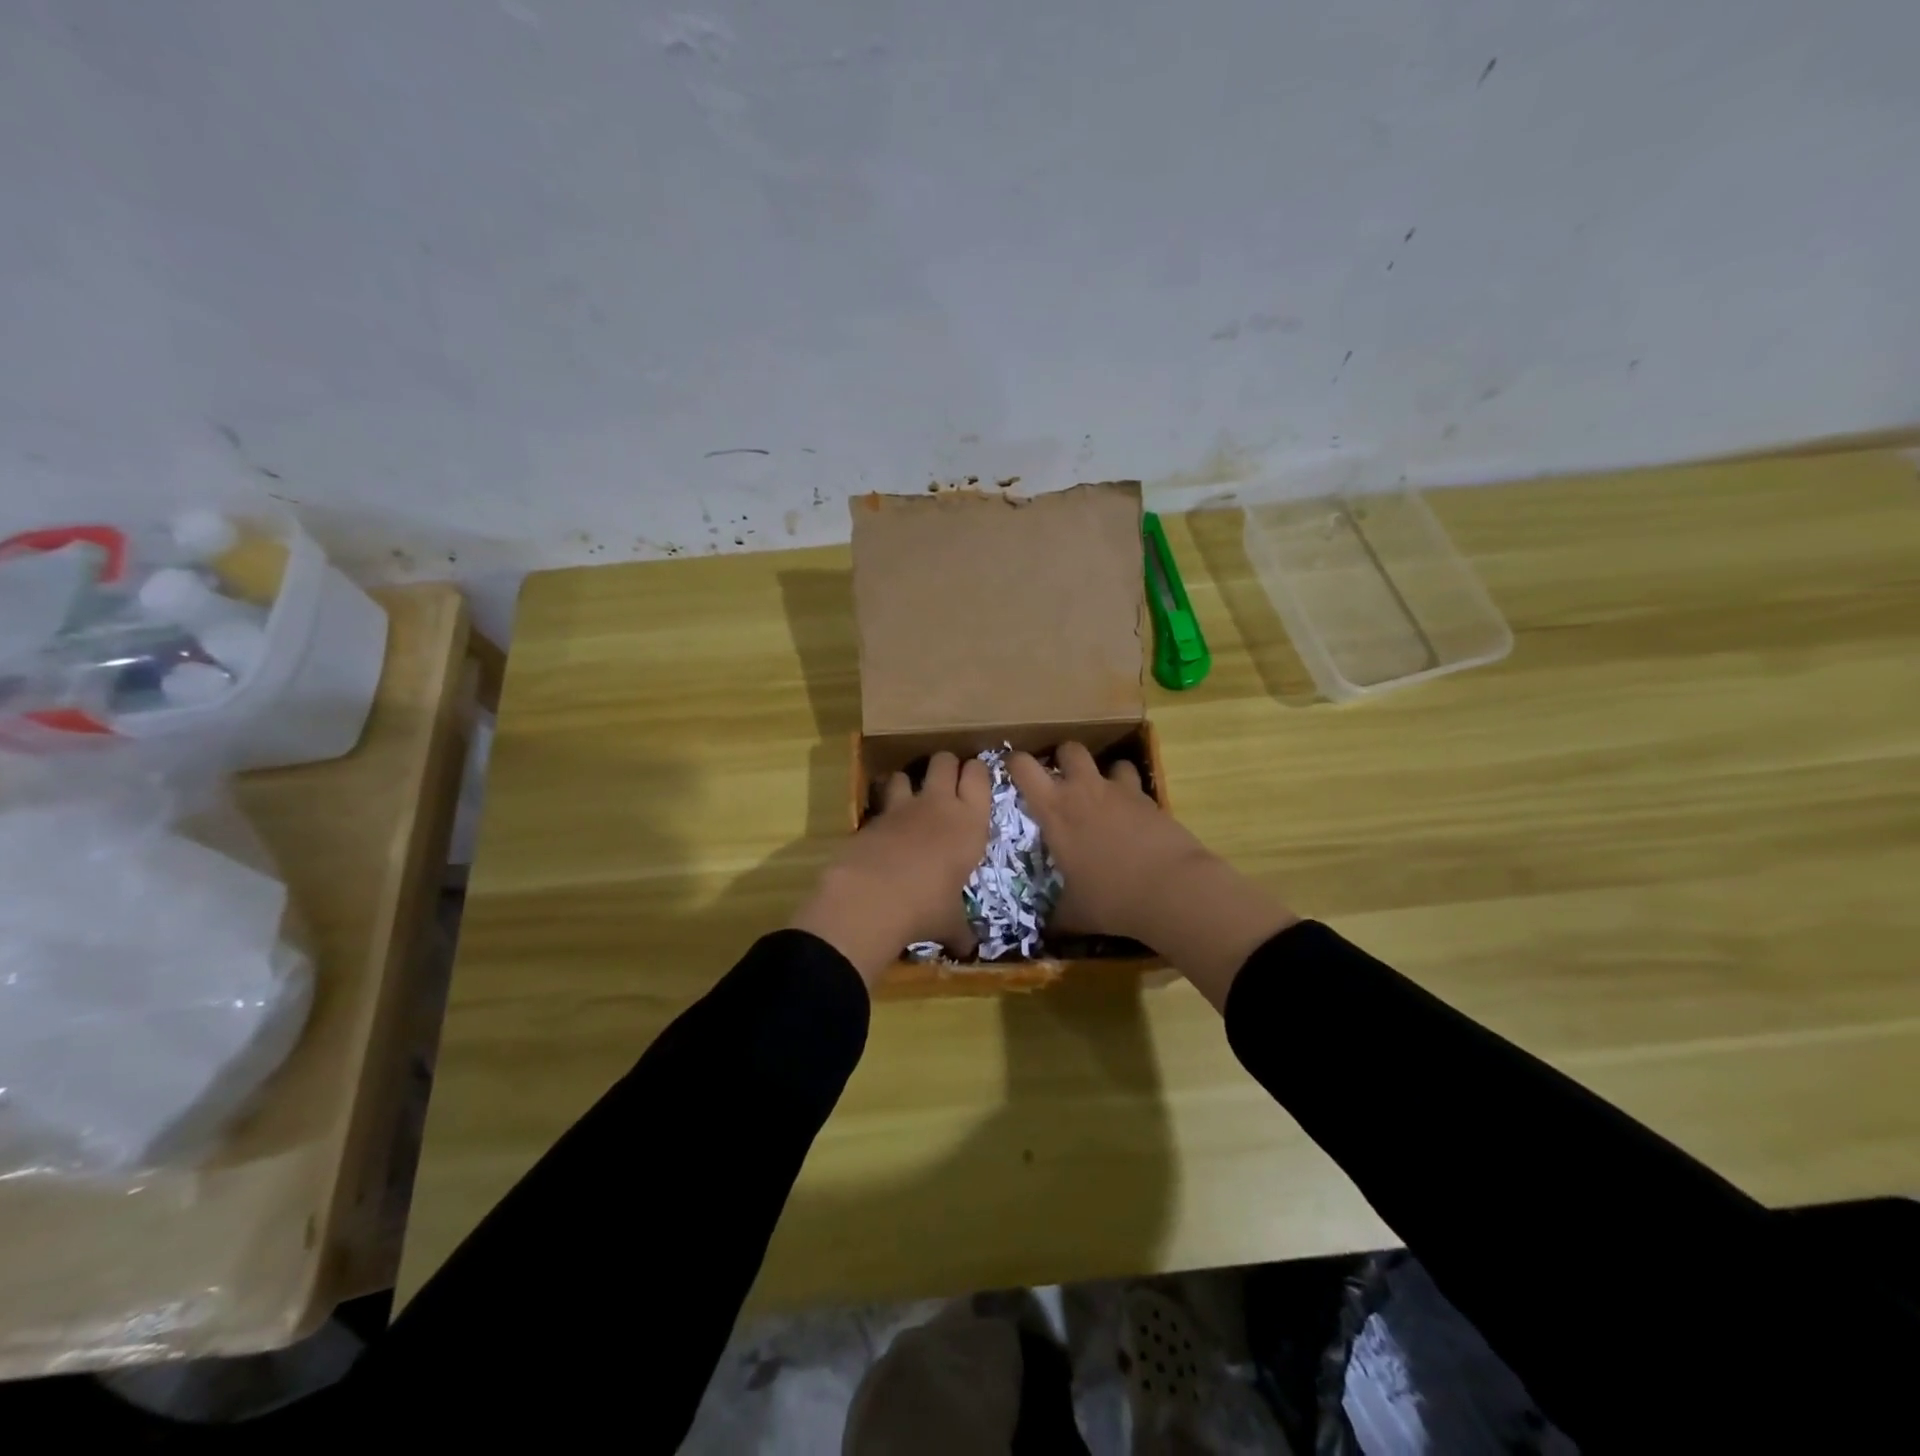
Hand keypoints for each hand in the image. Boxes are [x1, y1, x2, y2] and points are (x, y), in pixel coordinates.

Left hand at [789, 751, 990, 982]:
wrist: (872, 898)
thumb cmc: (927, 908)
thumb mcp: (950, 922)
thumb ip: (960, 929)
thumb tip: (969, 951)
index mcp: (970, 824)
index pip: (980, 776)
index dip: (977, 772)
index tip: (975, 778)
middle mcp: (939, 805)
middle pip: (945, 760)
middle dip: (946, 765)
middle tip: (946, 781)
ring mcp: (902, 807)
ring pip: (907, 772)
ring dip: (908, 781)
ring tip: (908, 799)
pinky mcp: (871, 816)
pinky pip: (879, 799)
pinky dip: (881, 807)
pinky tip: (882, 827)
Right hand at [1009, 742, 1297, 1008]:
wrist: (1172, 890)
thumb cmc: (1111, 898)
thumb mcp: (1075, 914)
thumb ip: (1057, 917)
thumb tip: (1046, 934)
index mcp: (1055, 810)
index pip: (1023, 767)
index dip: (1014, 763)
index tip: (1013, 771)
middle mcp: (1085, 790)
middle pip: (1069, 749)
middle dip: (1063, 758)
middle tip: (1062, 781)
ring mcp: (1121, 791)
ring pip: (1110, 761)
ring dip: (1104, 774)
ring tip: (1104, 797)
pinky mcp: (1151, 800)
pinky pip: (1136, 786)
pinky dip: (1132, 796)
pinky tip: (1134, 818)